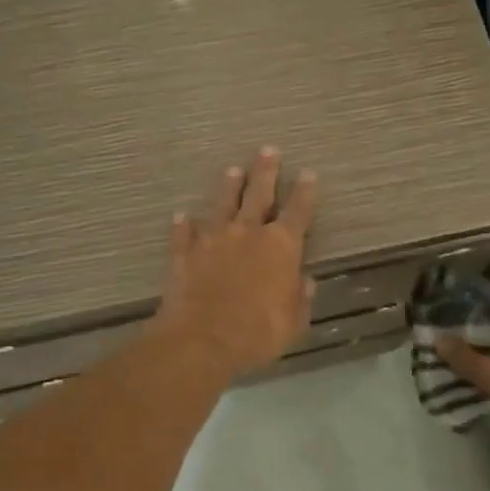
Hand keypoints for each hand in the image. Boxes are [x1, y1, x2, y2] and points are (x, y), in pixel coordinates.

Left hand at [154, 148, 318, 378]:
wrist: (203, 339)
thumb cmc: (258, 332)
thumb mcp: (294, 321)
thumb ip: (300, 298)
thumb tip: (304, 282)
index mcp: (281, 247)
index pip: (298, 212)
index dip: (305, 193)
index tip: (308, 173)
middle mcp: (247, 233)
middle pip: (258, 195)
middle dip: (265, 172)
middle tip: (267, 150)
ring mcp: (213, 240)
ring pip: (222, 205)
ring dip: (228, 187)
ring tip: (232, 170)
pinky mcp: (185, 254)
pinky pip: (184, 234)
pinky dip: (184, 225)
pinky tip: (181, 215)